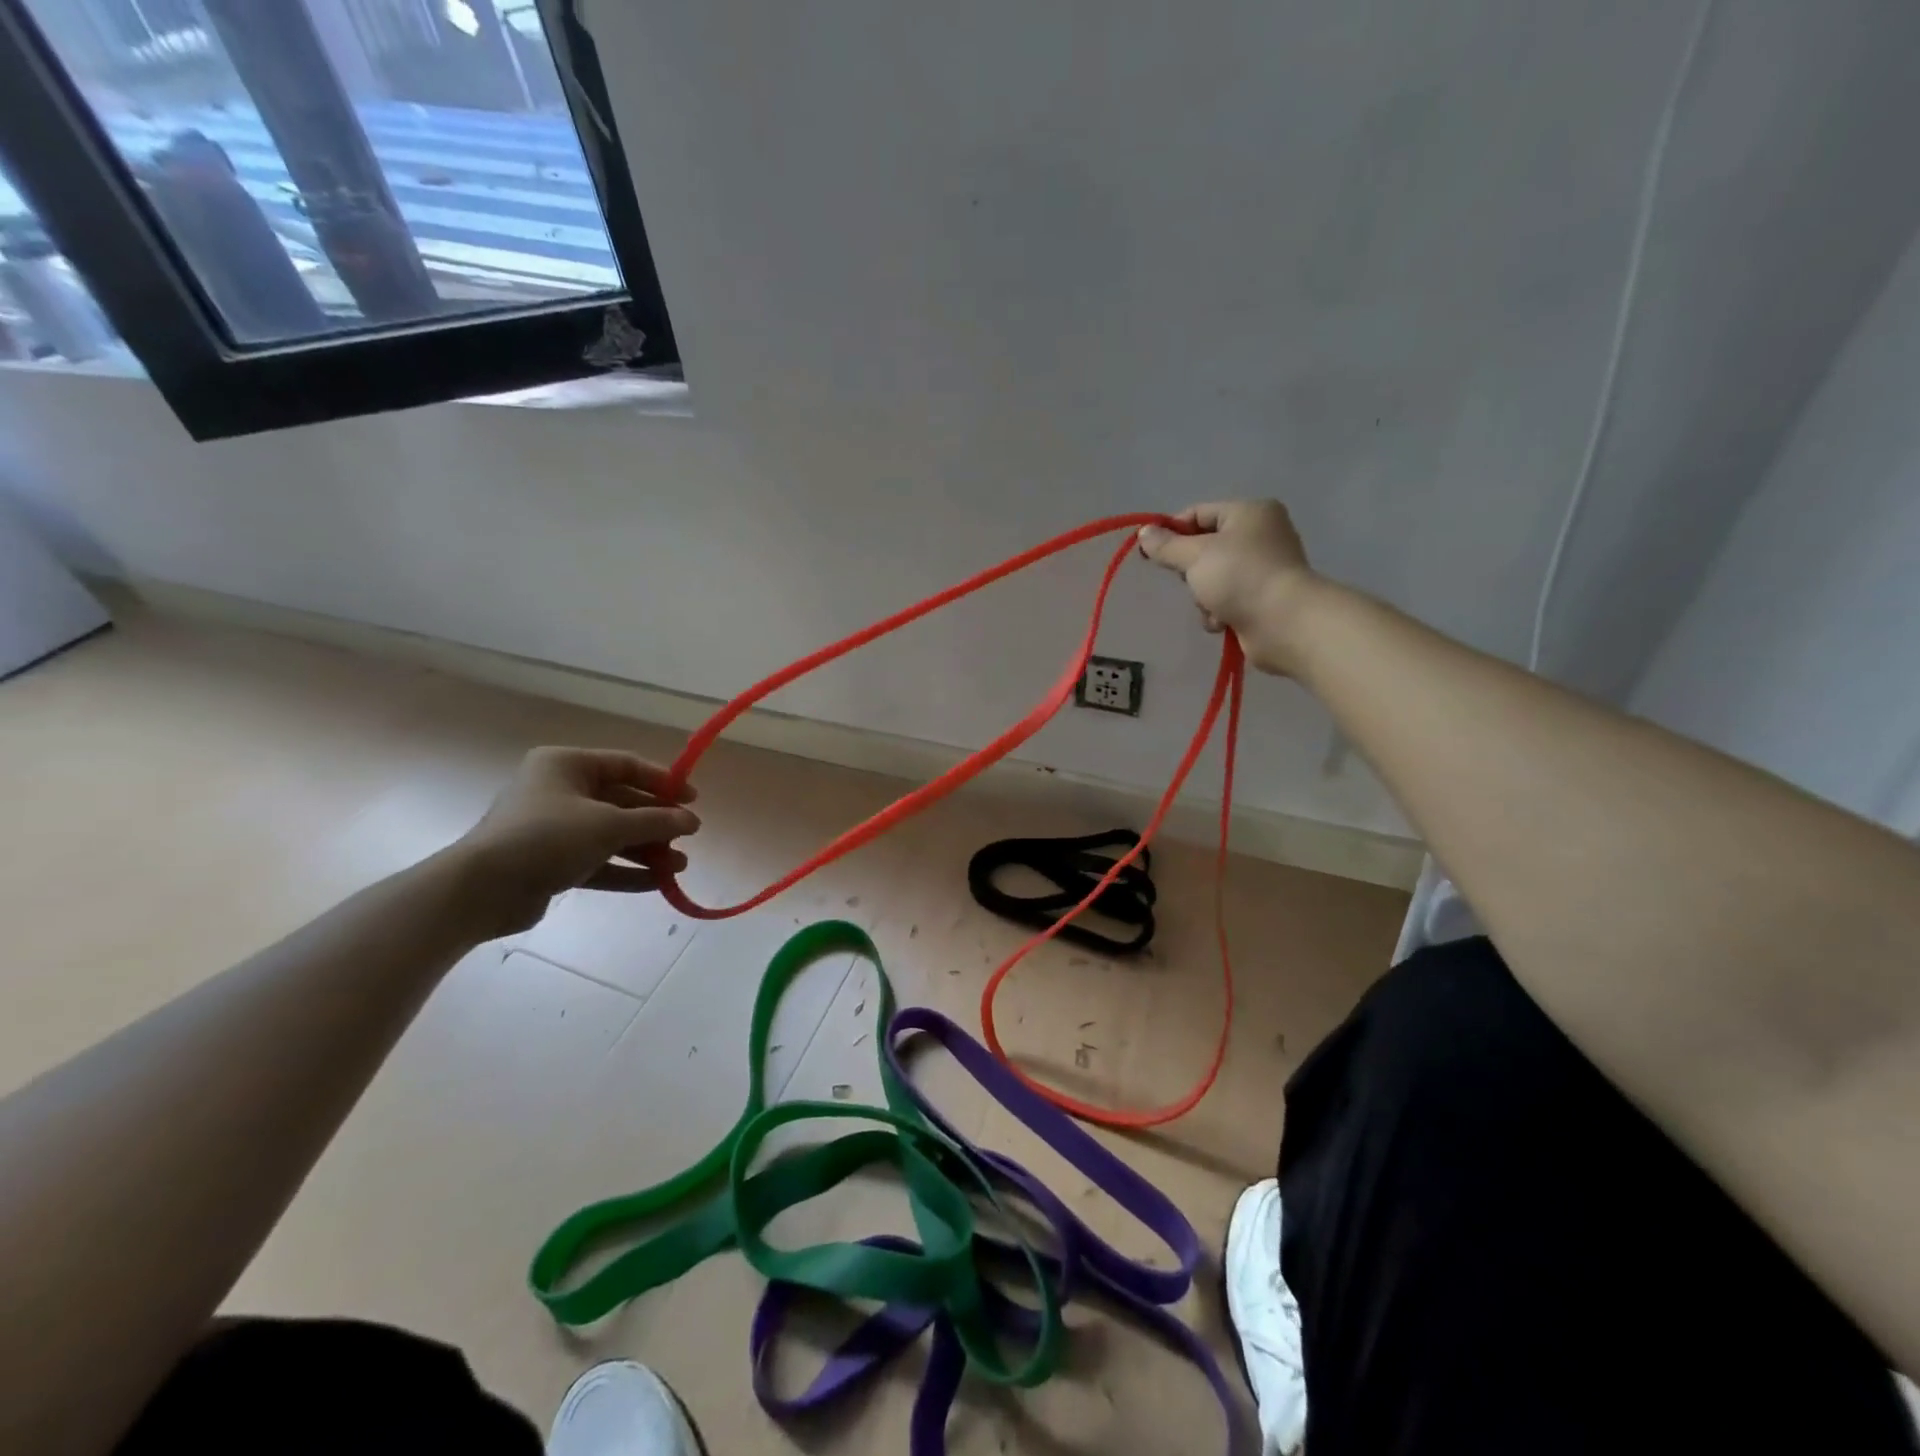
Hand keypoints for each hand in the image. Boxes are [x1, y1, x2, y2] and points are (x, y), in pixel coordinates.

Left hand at [449, 747, 699, 938]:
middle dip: (657, 824)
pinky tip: (657, 884)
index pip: (626, 766)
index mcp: (567, 765)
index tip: (693, 800)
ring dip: (646, 851)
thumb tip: (692, 821)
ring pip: (612, 835)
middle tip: (688, 838)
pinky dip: (626, 870)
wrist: (481, 890)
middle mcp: (559, 791)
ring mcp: (554, 828)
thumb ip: (655, 821)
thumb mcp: (609, 825)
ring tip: (679, 868)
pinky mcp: (551, 862)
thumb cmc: (547, 837)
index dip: (663, 781)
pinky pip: (598, 861)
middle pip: (622, 803)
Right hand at [1137, 500, 1318, 674]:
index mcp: (1250, 513)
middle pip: (1204, 548)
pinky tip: (1223, 621)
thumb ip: (1166, 545)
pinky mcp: (1262, 599)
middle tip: (1190, 581)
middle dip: (1190, 571)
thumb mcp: (1195, 555)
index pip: (1198, 514)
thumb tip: (1144, 533)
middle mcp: (1260, 535)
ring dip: (1203, 596)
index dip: (1171, 531)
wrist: (1284, 623)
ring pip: (1211, 579)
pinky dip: (1218, 612)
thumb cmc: (1240, 577)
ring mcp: (1263, 569)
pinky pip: (1226, 601)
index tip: (1149, 553)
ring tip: (1212, 606)